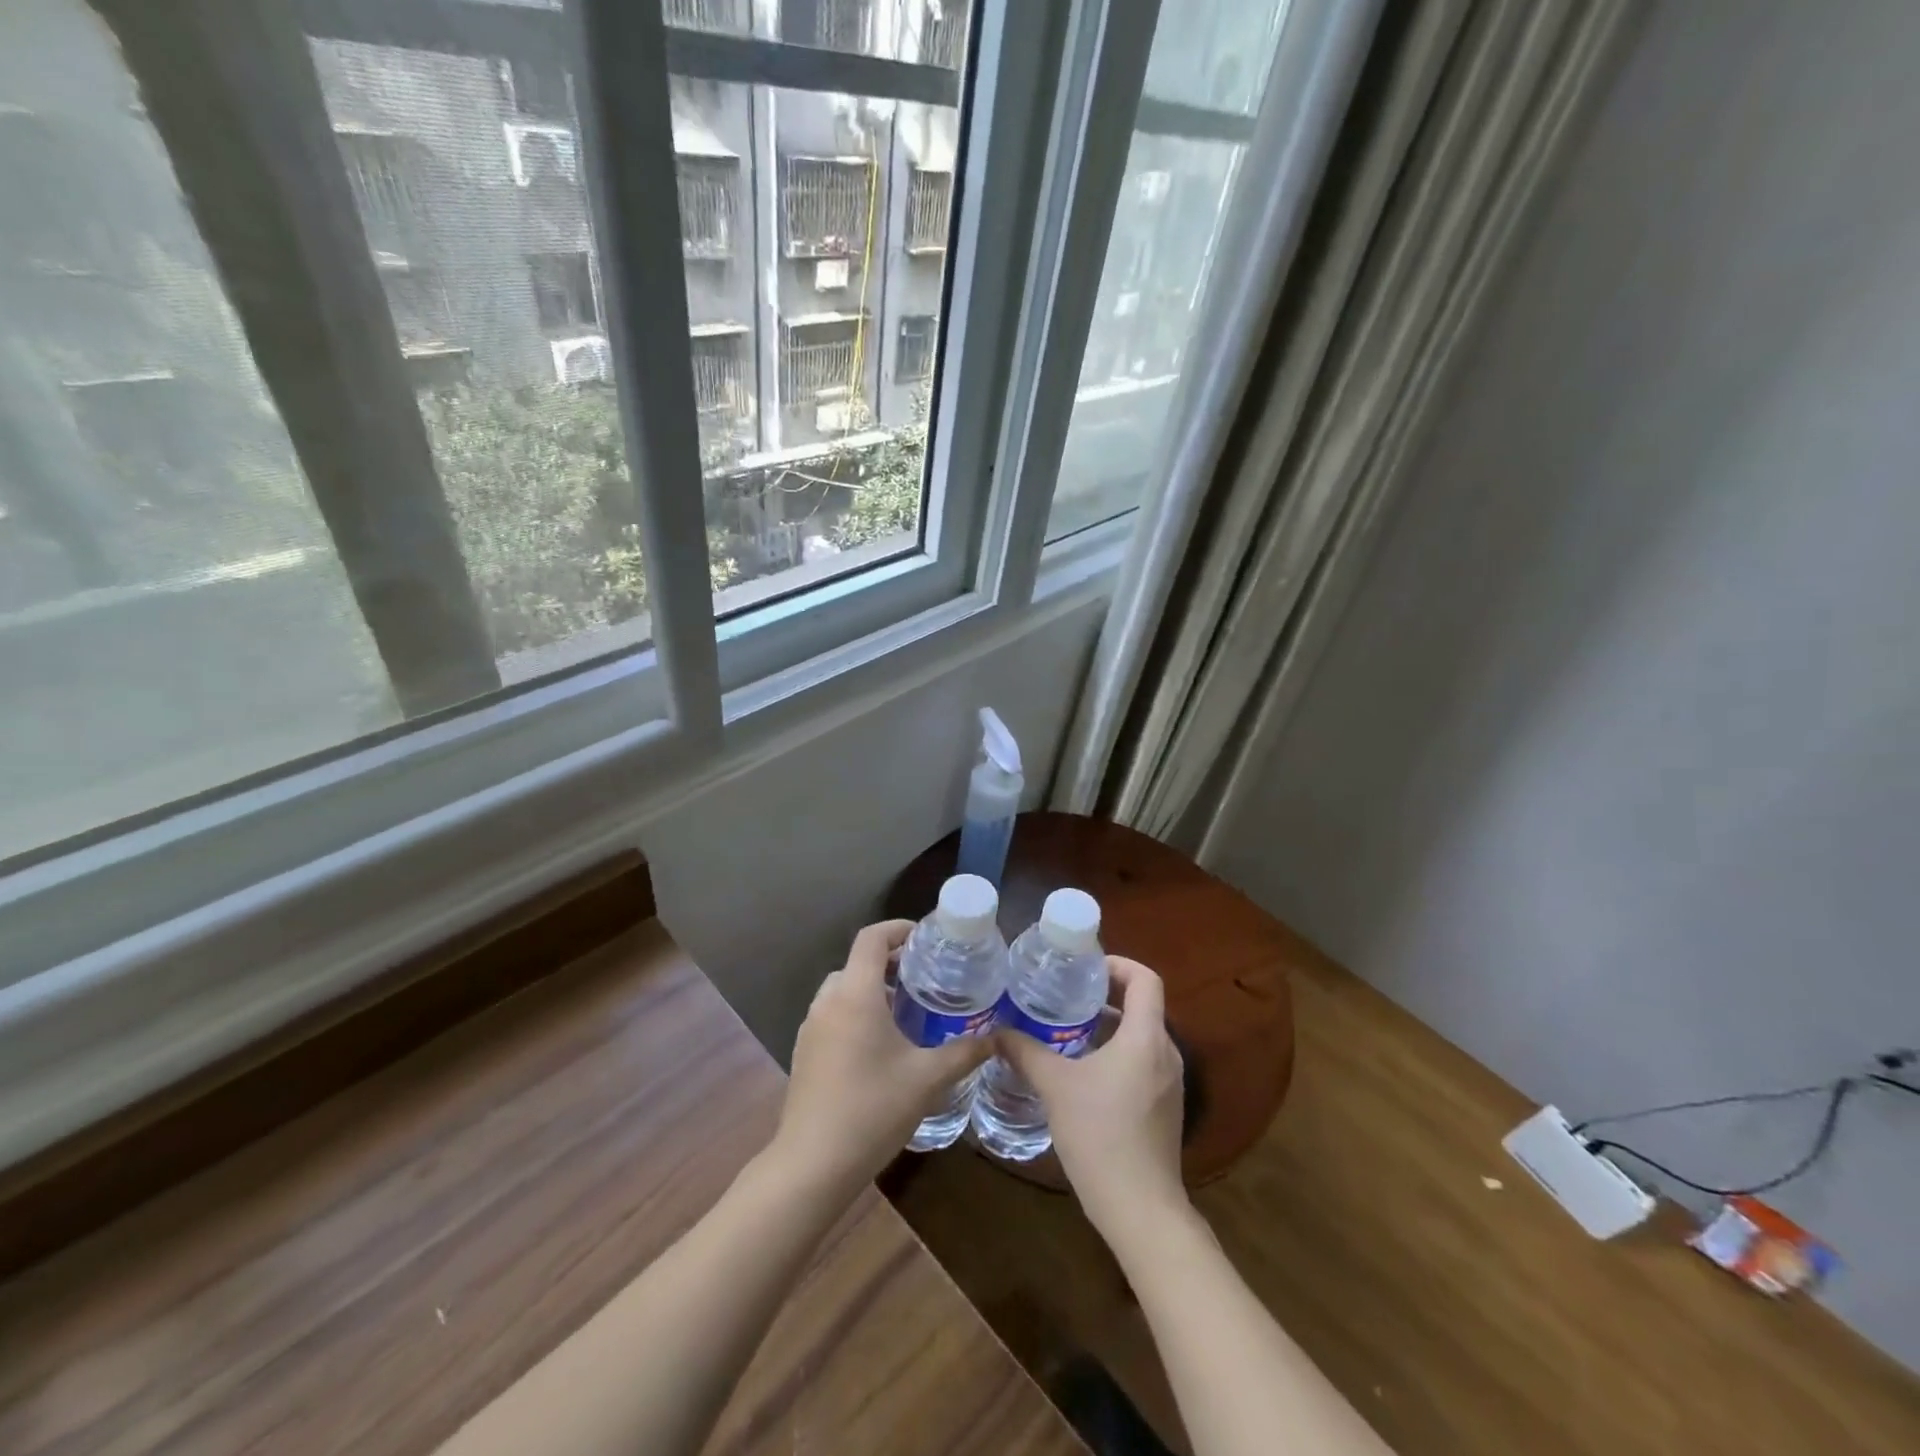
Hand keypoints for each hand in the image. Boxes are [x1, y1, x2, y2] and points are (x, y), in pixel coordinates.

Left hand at [774, 920, 991, 1195]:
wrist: (812, 1165)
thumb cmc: (872, 1110)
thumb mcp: (927, 1079)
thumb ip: (965, 1052)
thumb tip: (998, 1037)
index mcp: (855, 994)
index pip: (872, 938)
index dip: (899, 929)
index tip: (927, 939)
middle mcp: (828, 1002)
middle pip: (858, 963)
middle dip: (891, 963)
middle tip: (925, 978)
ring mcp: (811, 1028)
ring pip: (843, 990)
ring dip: (873, 989)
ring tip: (908, 1011)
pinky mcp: (805, 1052)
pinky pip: (833, 1015)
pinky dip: (857, 1012)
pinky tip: (881, 1046)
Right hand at [993, 956, 1188, 1242]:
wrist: (1141, 1210)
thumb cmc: (1101, 1136)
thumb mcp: (1055, 1087)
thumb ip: (1025, 1052)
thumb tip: (995, 1032)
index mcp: (1146, 1037)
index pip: (1146, 979)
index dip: (1118, 964)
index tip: (1085, 969)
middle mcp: (1166, 1053)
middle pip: (1143, 1006)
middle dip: (1107, 995)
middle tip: (1067, 995)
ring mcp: (1171, 1083)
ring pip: (1142, 1036)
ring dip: (1110, 1027)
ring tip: (1069, 1030)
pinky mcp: (1166, 1108)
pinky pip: (1144, 1063)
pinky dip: (1118, 1054)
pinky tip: (1084, 1073)